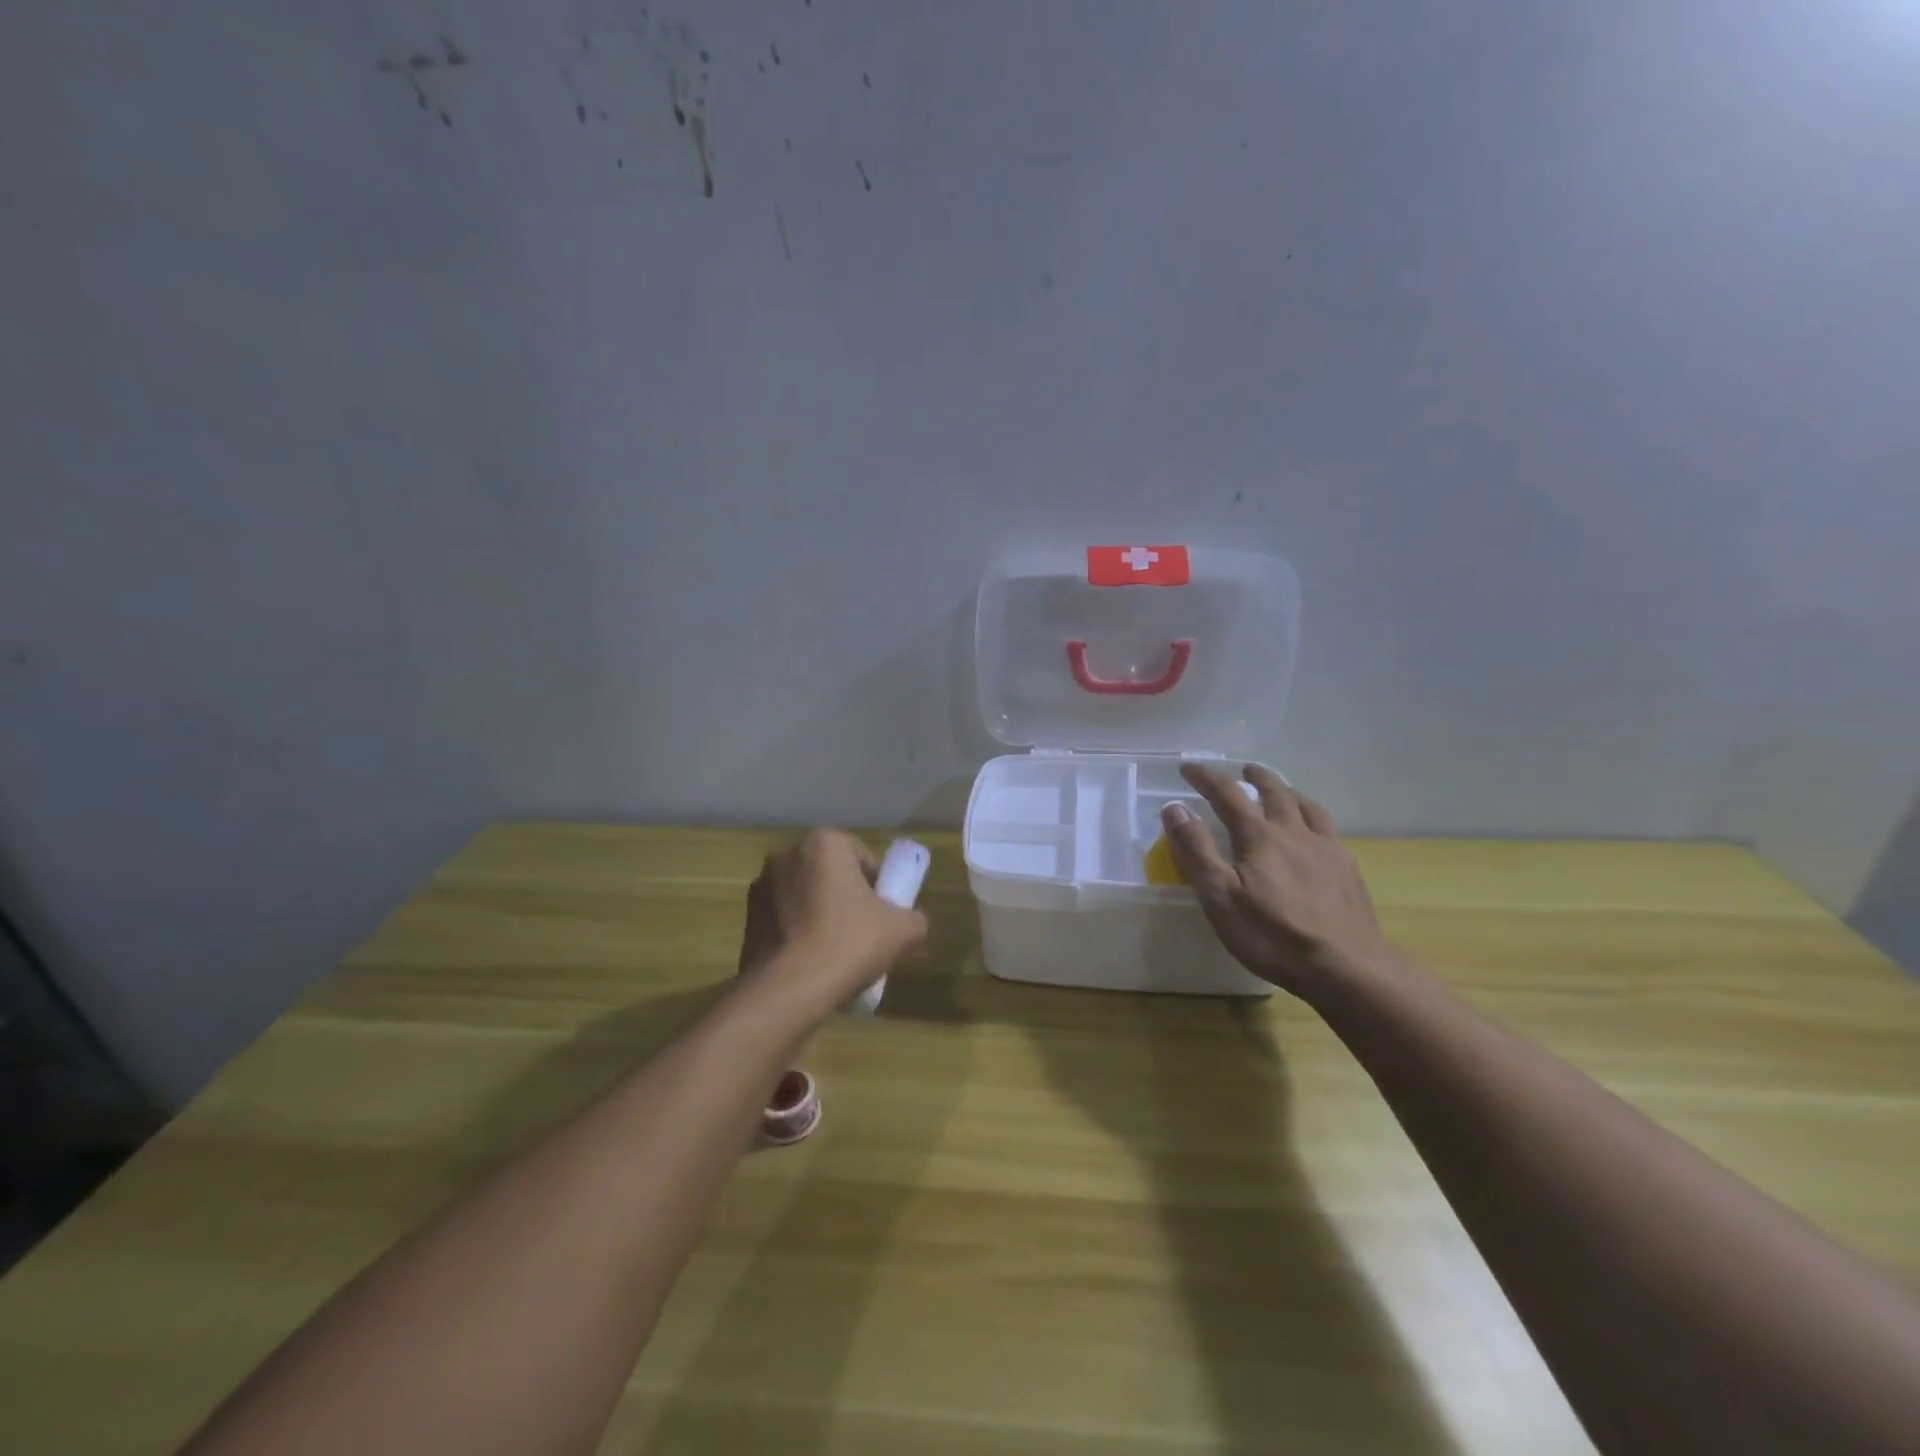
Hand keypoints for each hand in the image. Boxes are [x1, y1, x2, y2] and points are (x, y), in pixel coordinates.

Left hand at [736, 830, 928, 1014]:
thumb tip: (908, 922)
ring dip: (820, 914)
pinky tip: (810, 962)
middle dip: (846, 897)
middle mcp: (787, 854)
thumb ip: (914, 918)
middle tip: (862, 933)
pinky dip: (797, 932)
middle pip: (830, 874)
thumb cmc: (849, 945)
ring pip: (805, 896)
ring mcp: (761, 885)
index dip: (876, 885)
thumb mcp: (904, 931)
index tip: (882, 915)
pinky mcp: (747, 917)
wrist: (788, 990)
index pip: (861, 856)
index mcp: (824, 843)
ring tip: (835, 953)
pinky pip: (784, 918)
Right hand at [1161, 764, 1393, 999]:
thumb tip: (1175, 808)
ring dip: (1289, 792)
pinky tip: (1315, 834)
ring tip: (1283, 791)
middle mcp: (1294, 833)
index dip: (1206, 777)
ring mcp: (1326, 850)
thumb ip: (1196, 850)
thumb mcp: (1219, 896)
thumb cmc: (1272, 935)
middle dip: (1256, 777)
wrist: (1346, 967)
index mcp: (1259, 837)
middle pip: (1275, 792)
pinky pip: (1329, 830)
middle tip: (1244, 770)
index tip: (1188, 767)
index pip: (1228, 795)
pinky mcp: (1348, 871)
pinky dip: (1314, 818)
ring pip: (1307, 807)